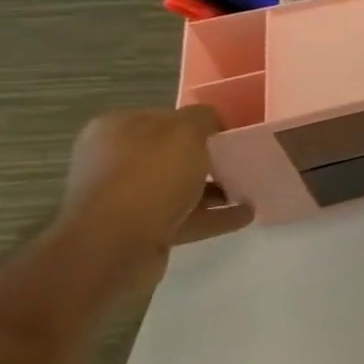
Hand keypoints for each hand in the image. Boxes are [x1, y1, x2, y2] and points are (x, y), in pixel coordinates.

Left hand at [55, 107, 252, 283]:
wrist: (115, 246)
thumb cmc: (149, 176)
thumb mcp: (185, 132)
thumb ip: (203, 118)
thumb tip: (211, 122)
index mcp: (115, 130)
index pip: (165, 117)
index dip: (200, 122)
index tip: (231, 131)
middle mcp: (113, 161)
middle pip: (171, 154)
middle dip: (207, 157)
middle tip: (243, 159)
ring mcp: (124, 199)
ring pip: (178, 187)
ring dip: (214, 189)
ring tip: (251, 189)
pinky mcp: (138, 231)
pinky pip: (184, 218)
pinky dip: (214, 216)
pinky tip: (246, 214)